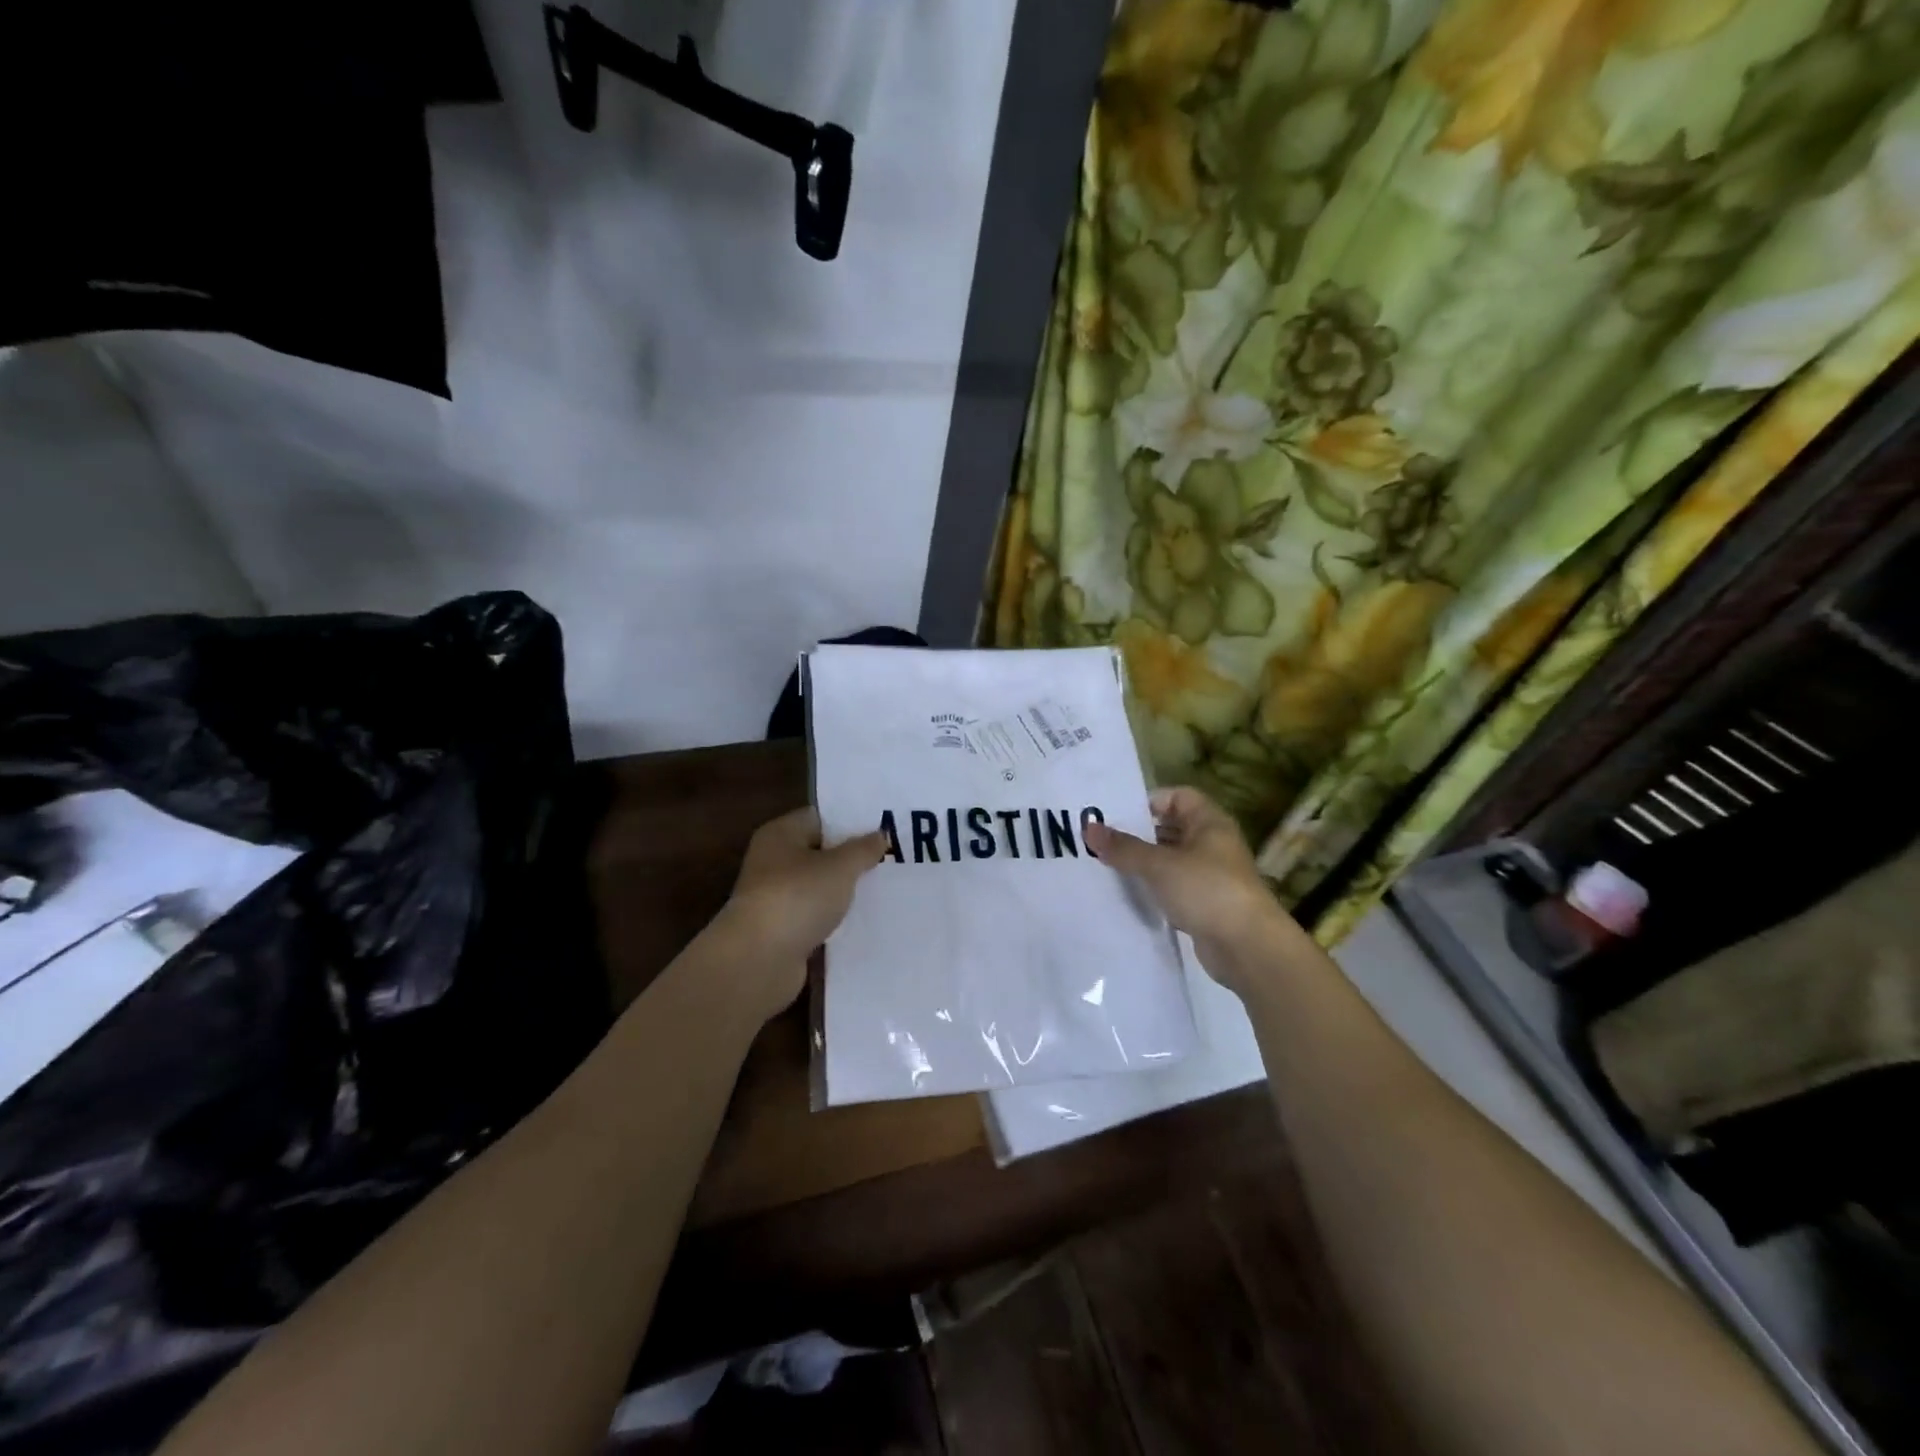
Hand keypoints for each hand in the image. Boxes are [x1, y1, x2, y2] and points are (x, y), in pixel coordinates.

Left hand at [714, 809, 887, 1020]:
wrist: (759, 960)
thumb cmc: (798, 897)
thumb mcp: (840, 867)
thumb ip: (863, 849)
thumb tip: (880, 834)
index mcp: (780, 834)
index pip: (819, 817)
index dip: (850, 821)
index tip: (884, 828)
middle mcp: (773, 861)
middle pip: (820, 852)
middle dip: (852, 857)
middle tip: (891, 859)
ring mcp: (776, 898)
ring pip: (819, 887)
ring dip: (844, 891)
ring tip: (885, 889)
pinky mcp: (782, 930)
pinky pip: (816, 916)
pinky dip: (835, 918)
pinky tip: (864, 920)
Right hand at [1084, 787, 1296, 992]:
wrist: (1247, 947)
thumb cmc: (1207, 890)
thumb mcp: (1159, 865)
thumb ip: (1123, 847)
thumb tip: (1089, 828)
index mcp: (1209, 823)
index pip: (1178, 796)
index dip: (1149, 801)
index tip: (1116, 815)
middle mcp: (1212, 844)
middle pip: (1171, 828)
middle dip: (1138, 834)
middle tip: (1101, 841)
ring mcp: (1211, 875)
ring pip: (1170, 860)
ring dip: (1144, 863)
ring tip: (1106, 866)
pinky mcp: (1205, 904)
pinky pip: (1173, 887)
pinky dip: (1154, 888)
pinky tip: (1128, 894)